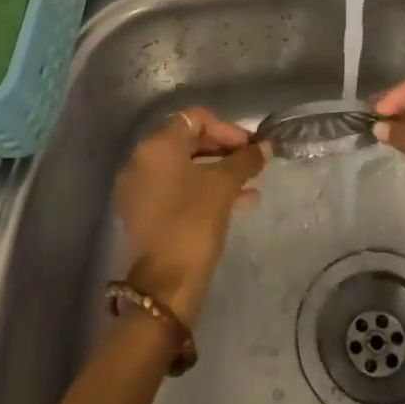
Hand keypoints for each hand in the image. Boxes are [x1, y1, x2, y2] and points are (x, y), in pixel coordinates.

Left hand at [114, 107, 265, 326]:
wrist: (165, 284)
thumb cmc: (194, 222)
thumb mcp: (224, 186)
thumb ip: (245, 160)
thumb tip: (265, 146)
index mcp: (157, 146)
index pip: (195, 119)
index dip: (227, 128)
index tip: (251, 146)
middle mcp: (141, 161)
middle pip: (188, 142)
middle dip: (224, 151)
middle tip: (253, 163)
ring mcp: (139, 189)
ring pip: (185, 169)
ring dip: (219, 172)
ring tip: (252, 185)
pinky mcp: (144, 214)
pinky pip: (177, 190)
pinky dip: (204, 191)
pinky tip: (238, 203)